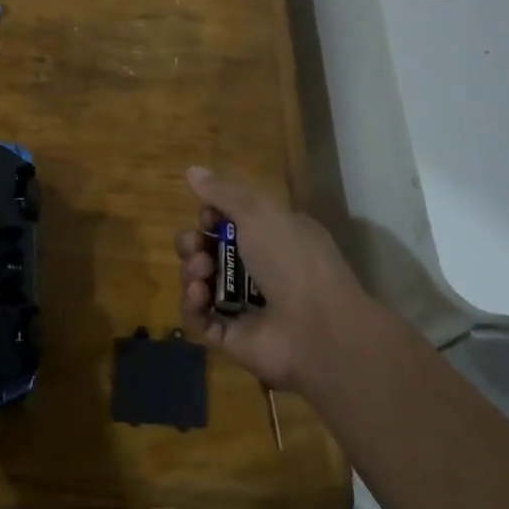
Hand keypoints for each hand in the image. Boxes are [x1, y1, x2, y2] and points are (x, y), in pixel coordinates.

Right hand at [175, 166, 372, 394]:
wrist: (317, 328)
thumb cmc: (292, 259)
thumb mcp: (259, 212)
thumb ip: (223, 192)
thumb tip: (192, 170)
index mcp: (271, 237)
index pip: (228, 222)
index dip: (210, 216)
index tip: (207, 216)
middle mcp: (256, 270)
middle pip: (207, 251)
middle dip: (193, 244)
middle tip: (198, 247)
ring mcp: (242, 306)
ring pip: (198, 282)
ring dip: (191, 271)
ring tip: (201, 273)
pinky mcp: (230, 338)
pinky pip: (198, 320)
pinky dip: (191, 305)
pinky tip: (199, 296)